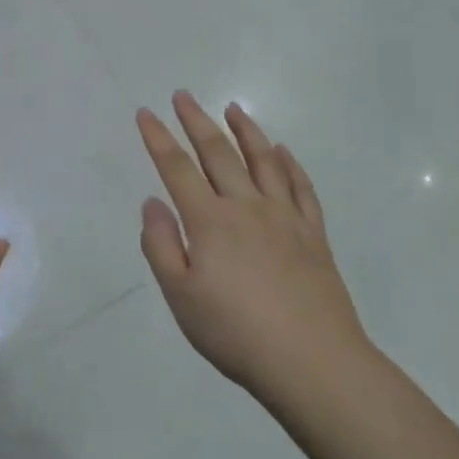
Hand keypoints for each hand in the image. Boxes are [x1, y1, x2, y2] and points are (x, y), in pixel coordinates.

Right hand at [137, 93, 371, 405]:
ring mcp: (284, 217)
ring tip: (233, 108)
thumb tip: (152, 202)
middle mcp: (246, 207)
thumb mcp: (181, 297)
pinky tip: (282, 152)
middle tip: (183, 96)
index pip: (177, 168)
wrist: (313, 362)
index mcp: (210, 221)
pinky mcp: (313, 234)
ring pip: (262, 160)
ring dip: (245, 130)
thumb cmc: (236, 333)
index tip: (146, 113)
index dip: (158, 138)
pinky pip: (300, 187)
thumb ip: (161, 245)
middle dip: (196, 121)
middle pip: (218, 153)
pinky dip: (289, 164)